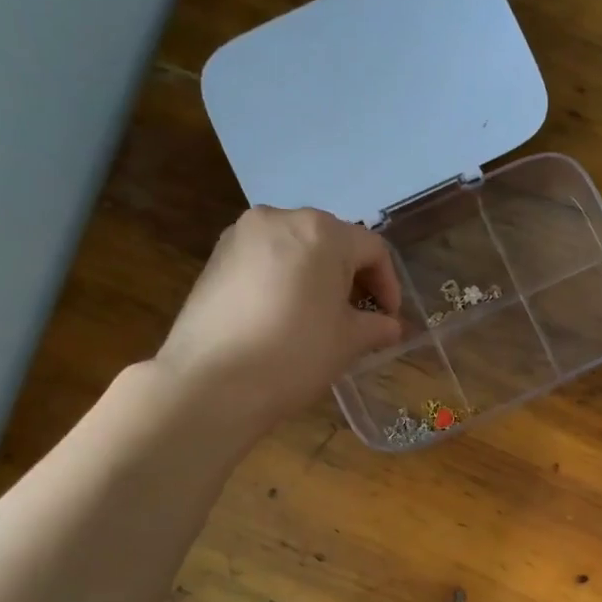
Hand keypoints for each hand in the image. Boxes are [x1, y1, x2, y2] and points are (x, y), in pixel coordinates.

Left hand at [155, 206, 402, 427]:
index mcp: (321, 232)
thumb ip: (377, 326)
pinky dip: (285, 281)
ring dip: (317, 278)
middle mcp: (280, 219)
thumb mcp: (349, 342)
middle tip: (359, 317)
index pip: (372, 250)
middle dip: (352, 277)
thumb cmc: (295, 354)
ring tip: (322, 318)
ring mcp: (241, 235)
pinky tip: (285, 317)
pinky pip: (266, 260)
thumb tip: (389, 326)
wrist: (211, 382)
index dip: (389, 285)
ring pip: (296, 249)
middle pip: (332, 242)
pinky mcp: (215, 258)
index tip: (389, 319)